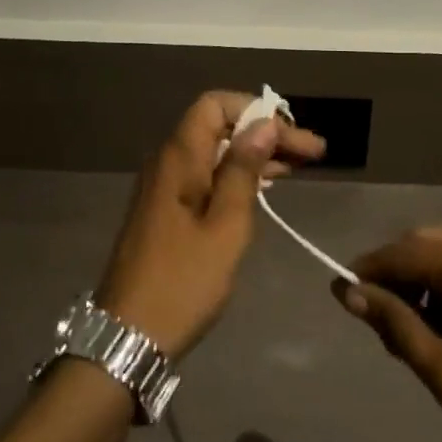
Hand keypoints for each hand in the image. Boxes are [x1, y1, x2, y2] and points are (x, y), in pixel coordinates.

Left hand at [97, 92, 326, 359]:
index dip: (255, 110)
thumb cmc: (182, 282)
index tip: (291, 134)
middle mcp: (168, 162)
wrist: (128, 337)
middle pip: (219, 126)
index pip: (215, 104)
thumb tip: (263, 124)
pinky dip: (237, 176)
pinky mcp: (167, 211)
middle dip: (265, 133)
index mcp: (178, 157)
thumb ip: (243, 170)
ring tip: (300, 166)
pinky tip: (265, 187)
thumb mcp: (225, 226)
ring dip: (256, 155)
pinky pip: (206, 176)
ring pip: (215, 152)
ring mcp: (165, 187)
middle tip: (313, 153)